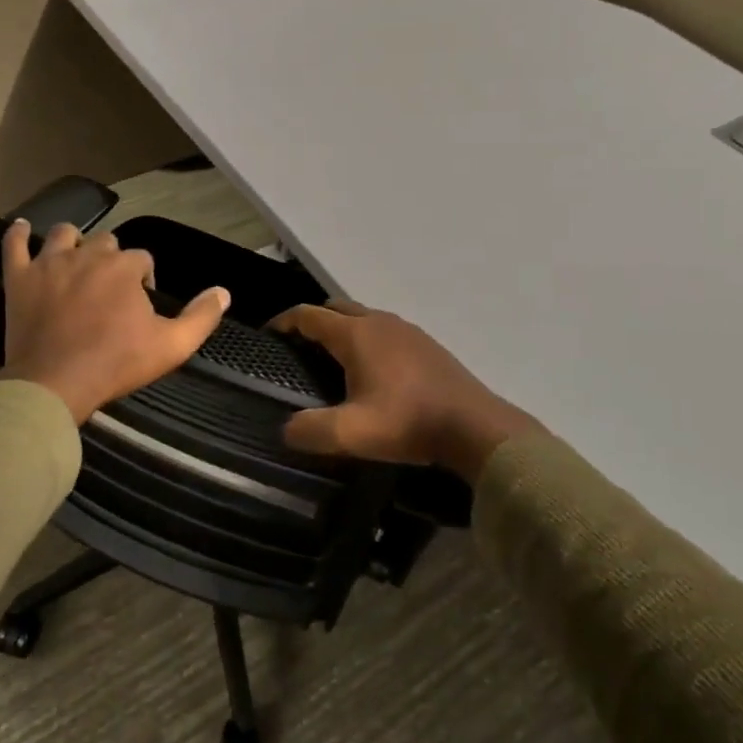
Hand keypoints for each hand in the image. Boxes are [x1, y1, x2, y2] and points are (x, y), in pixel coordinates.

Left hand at [0, 219, 229, 423]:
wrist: (55, 383)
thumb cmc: (116, 363)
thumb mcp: (172, 346)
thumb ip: (201, 317)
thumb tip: (224, 292)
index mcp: (124, 267)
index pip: (142, 258)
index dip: (144, 278)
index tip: (140, 304)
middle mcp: (88, 254)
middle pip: (105, 242)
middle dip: (112, 260)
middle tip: (110, 291)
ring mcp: (49, 263)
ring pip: (64, 234)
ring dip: (74, 242)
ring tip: (76, 261)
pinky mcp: (20, 278)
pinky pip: (14, 244)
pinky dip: (18, 234)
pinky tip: (22, 228)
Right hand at [268, 302, 542, 479]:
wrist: (474, 427)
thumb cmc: (408, 423)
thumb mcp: (352, 434)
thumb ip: (311, 430)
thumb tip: (286, 429)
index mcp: (356, 335)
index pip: (309, 315)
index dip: (284, 322)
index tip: (268, 335)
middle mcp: (379, 322)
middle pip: (336, 308)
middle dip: (313, 321)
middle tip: (297, 347)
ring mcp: (407, 330)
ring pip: (363, 318)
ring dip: (342, 329)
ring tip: (331, 359)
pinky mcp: (426, 344)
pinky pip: (385, 330)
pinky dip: (367, 339)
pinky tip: (373, 370)